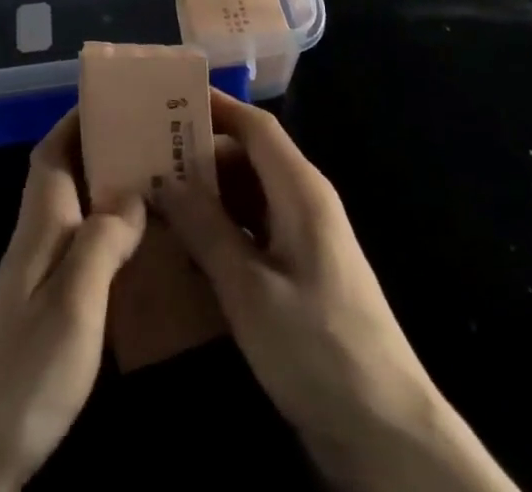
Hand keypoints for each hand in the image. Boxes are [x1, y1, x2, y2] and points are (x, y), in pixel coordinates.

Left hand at [0, 110, 144, 491]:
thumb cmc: (20, 375)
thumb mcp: (73, 304)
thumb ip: (102, 241)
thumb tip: (134, 189)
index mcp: (39, 225)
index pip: (53, 152)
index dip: (79, 119)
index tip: (116, 98)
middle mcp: (35, 241)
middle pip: (67, 176)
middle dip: (104, 149)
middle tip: (156, 140)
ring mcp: (35, 280)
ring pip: (77, 213)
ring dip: (110, 191)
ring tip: (161, 186)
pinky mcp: (42, 316)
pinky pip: (81, 253)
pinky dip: (109, 239)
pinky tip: (140, 256)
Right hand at [158, 90, 517, 491]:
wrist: (385, 432)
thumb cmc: (317, 347)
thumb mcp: (249, 289)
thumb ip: (206, 229)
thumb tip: (166, 180)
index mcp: (300, 190)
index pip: (255, 126)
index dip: (215, 106)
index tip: (168, 98)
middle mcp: (304, 202)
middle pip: (249, 158)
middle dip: (200, 155)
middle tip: (146, 159)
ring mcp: (305, 239)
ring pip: (249, 196)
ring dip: (208, 196)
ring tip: (156, 199)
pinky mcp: (301, 273)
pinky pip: (255, 230)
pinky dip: (222, 230)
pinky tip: (188, 248)